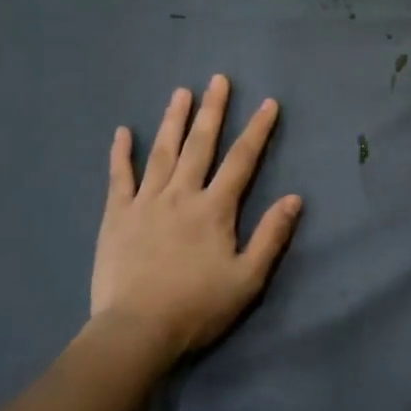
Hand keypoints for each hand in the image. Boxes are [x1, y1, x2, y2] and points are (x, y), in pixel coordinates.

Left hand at [90, 76, 302, 363]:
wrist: (137, 330)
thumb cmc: (198, 307)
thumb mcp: (248, 278)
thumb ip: (271, 236)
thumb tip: (295, 198)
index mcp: (215, 209)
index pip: (242, 160)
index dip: (257, 130)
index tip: (268, 103)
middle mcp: (181, 195)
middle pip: (200, 145)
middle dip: (212, 110)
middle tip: (218, 79)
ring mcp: (145, 202)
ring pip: (162, 152)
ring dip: (173, 120)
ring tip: (181, 91)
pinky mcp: (116, 216)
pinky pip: (119, 177)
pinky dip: (121, 153)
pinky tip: (124, 131)